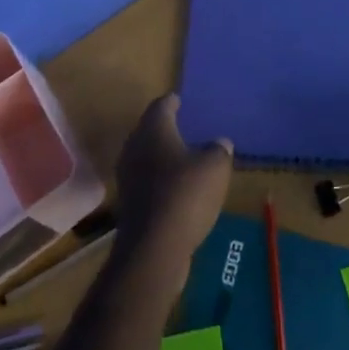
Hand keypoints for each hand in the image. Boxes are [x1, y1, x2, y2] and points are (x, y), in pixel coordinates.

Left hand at [112, 94, 233, 283]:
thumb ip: (219, 149)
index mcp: (153, 130)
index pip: (161, 105)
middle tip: (185, 126)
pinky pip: (148, 182)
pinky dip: (161, 180)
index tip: (181, 100)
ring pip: (147, 157)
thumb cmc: (185, 195)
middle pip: (149, 130)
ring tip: (185, 157)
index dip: (172, 101)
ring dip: (163, 156)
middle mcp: (135, 148)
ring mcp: (129, 178)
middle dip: (166, 128)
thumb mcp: (215, 166)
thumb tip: (220, 142)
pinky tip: (179, 188)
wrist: (153, 249)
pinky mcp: (130, 204)